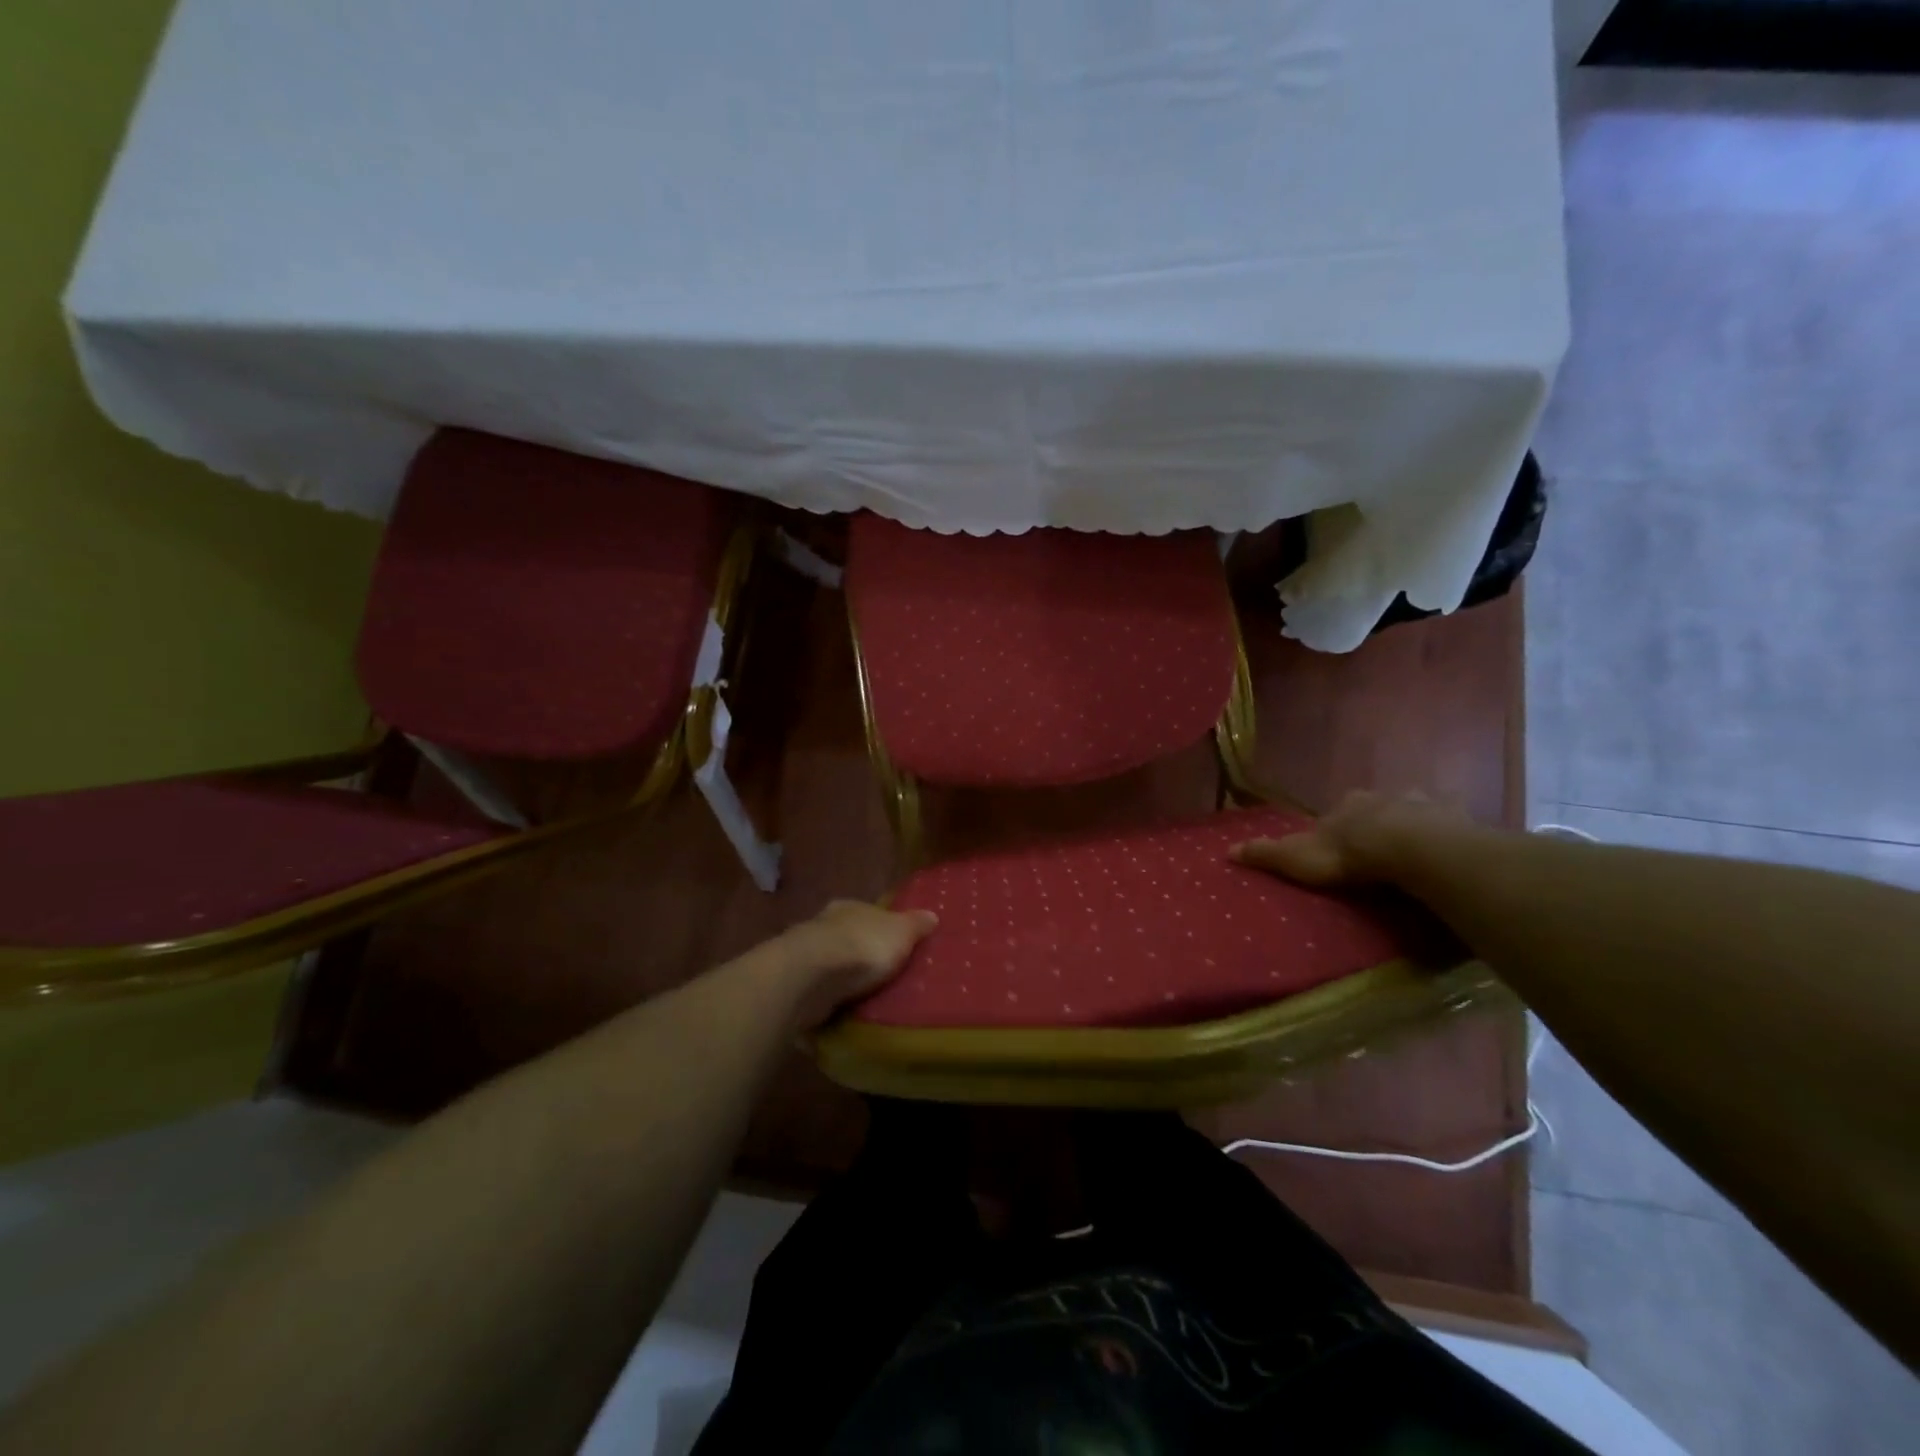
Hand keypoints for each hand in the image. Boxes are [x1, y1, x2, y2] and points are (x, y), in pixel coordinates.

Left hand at [777, 900, 937, 1031]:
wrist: (811, 974)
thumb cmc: (863, 945)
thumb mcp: (901, 932)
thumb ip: (916, 925)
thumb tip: (932, 915)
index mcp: (850, 907)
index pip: (869, 915)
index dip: (882, 930)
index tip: (894, 948)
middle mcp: (824, 925)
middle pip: (847, 938)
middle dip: (860, 956)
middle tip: (881, 978)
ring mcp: (805, 954)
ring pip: (829, 965)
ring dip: (840, 980)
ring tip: (861, 1001)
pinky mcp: (794, 983)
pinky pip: (816, 991)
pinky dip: (826, 1000)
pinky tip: (837, 1013)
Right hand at [1231, 790, 1469, 886]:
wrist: (1410, 849)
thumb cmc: (1349, 854)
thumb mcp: (1297, 858)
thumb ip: (1266, 854)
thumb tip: (1226, 851)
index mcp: (1347, 805)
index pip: (1337, 813)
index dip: (1338, 828)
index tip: (1341, 848)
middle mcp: (1382, 797)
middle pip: (1376, 807)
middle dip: (1376, 822)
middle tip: (1378, 850)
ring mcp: (1421, 805)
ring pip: (1414, 810)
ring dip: (1413, 825)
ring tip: (1415, 851)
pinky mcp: (1455, 820)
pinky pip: (1451, 823)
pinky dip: (1449, 832)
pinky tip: (1450, 849)